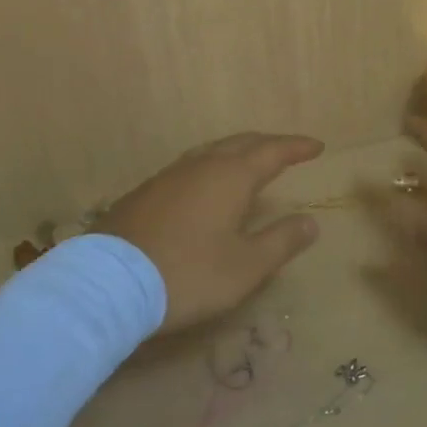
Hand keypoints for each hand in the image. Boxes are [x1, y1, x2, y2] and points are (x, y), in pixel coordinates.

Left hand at [100, 132, 323, 332]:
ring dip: (237, 152)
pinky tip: (206, 185)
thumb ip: (281, 241)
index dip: (296, 148)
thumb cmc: (188, 274)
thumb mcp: (245, 267)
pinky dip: (211, 166)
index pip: (272, 152)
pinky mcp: (146, 192)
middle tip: (287, 150)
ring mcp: (169, 176)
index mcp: (231, 177)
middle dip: (268, 144)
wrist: (109, 283)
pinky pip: (190, 166)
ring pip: (211, 151)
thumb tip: (310, 221)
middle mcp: (201, 166)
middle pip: (241, 143)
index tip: (317, 146)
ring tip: (250, 162)